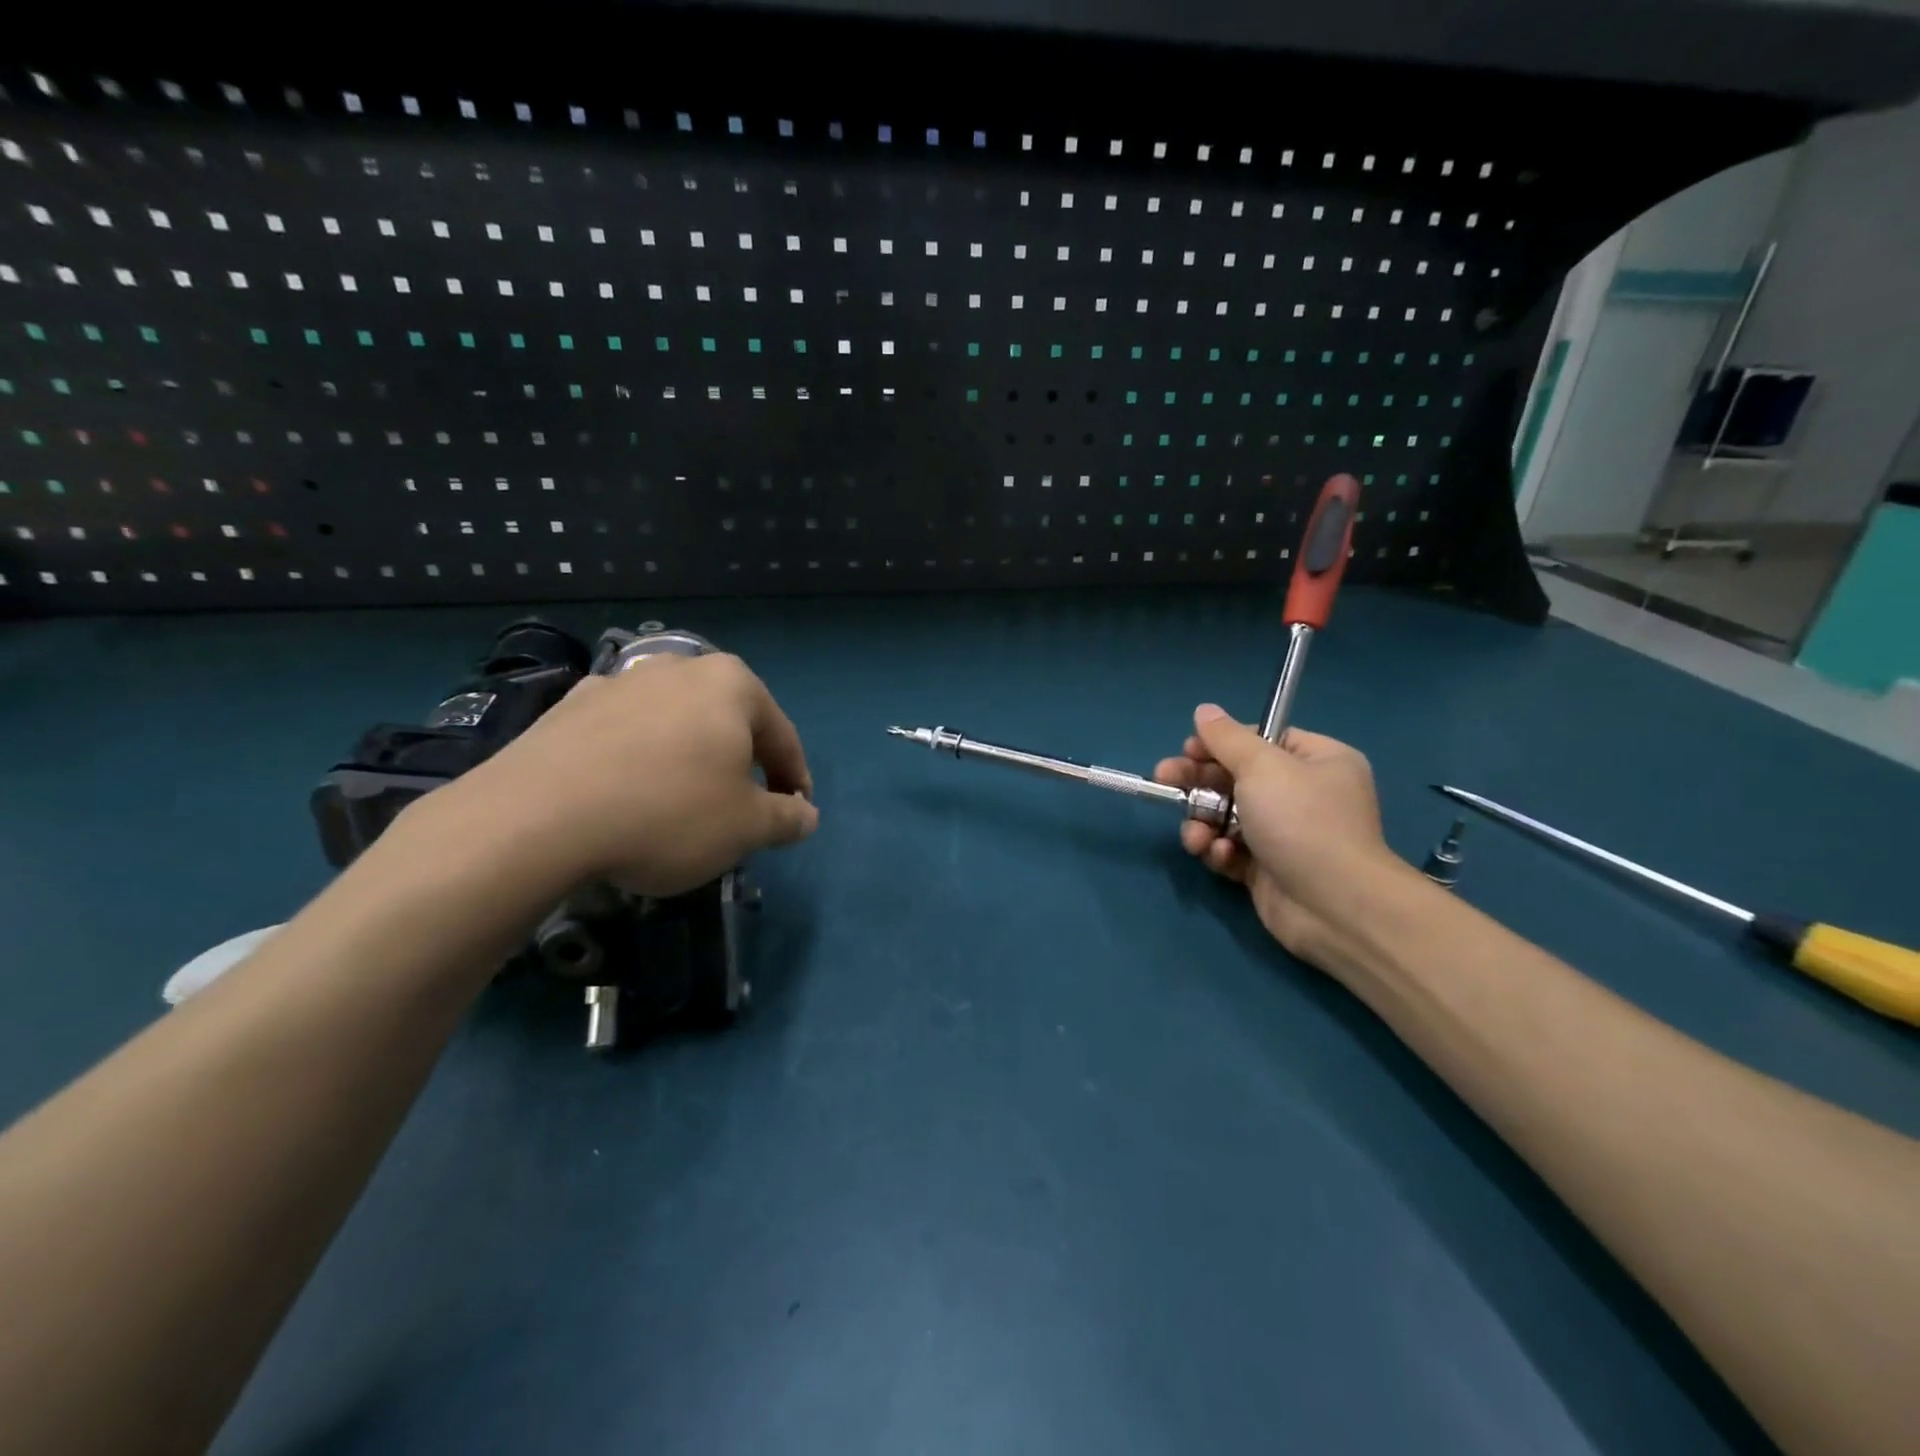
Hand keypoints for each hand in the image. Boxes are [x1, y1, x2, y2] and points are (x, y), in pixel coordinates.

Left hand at [406, 652, 818, 896]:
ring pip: (676, 725)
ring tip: (682, 804)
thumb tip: (805, 815)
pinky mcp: (569, 706)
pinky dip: (639, 759)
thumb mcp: (747, 827)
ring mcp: (619, 682)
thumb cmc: (668, 813)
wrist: (535, 819)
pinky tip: (627, 794)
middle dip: (742, 765)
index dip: (795, 780)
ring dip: (690, 760)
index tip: (795, 815)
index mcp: (731, 684)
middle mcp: (678, 668)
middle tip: (743, 809)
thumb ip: (787, 818)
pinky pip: (625, 734)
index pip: (782, 736)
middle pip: (728, 722)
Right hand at [1153, 704, 1397, 961]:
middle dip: (1197, 783)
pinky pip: (1231, 849)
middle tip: (1163, 781)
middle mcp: (1303, 794)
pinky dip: (1220, 851)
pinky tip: (1222, 857)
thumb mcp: (1262, 767)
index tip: (1187, 750)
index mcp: (1316, 760)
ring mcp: (1285, 834)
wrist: (1334, 905)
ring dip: (1203, 823)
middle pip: (1235, 777)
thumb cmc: (1302, 821)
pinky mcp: (1267, 869)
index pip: (1260, 740)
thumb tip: (1204, 710)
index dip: (1220, 744)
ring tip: (1196, 837)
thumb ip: (1227, 738)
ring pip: (1226, 816)